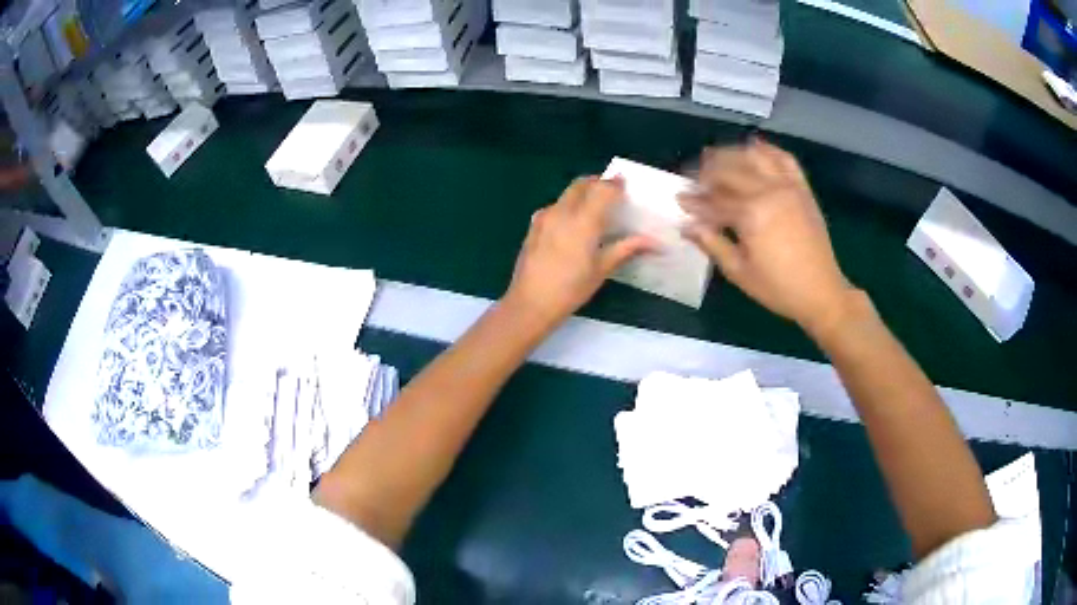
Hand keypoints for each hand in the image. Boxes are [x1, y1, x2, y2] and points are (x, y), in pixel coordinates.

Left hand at [504, 176, 654, 327]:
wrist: (530, 303)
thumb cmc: (571, 289)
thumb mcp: (602, 270)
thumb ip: (626, 249)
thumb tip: (653, 242)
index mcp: (583, 221)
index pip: (602, 190)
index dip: (615, 184)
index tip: (625, 184)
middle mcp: (562, 211)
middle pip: (581, 184)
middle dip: (597, 183)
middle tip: (610, 192)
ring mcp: (544, 217)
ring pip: (566, 194)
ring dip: (581, 193)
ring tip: (594, 208)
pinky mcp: (533, 226)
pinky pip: (554, 206)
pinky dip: (567, 206)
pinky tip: (572, 224)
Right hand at [679, 140, 854, 334]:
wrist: (821, 292)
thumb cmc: (778, 288)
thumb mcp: (739, 271)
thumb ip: (712, 243)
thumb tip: (686, 226)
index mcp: (751, 214)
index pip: (714, 200)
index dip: (694, 200)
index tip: (679, 200)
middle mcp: (769, 191)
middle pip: (730, 170)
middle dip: (706, 172)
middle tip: (693, 180)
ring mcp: (788, 186)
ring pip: (754, 156)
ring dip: (732, 154)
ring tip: (717, 160)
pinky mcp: (802, 189)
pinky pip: (784, 159)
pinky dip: (767, 150)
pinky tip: (754, 149)